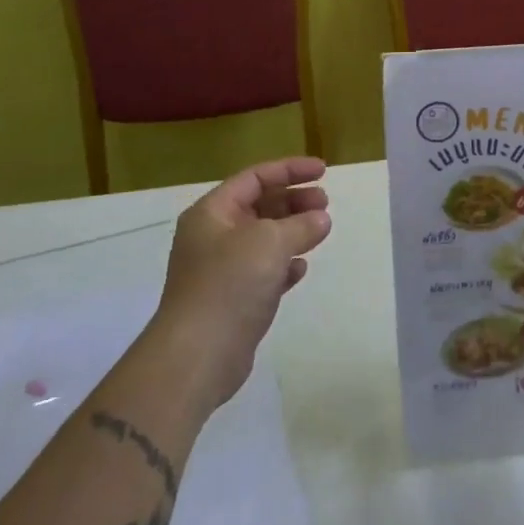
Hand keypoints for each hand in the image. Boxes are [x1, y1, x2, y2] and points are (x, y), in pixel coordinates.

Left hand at [147, 156, 331, 410]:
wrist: (198, 354)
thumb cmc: (229, 284)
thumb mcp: (269, 242)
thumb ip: (300, 224)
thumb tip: (320, 218)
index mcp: (212, 213)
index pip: (254, 178)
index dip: (290, 169)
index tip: (324, 171)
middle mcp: (213, 236)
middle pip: (259, 206)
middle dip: (293, 200)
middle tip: (325, 203)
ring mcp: (222, 269)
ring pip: (264, 239)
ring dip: (293, 231)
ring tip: (322, 230)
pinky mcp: (233, 300)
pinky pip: (264, 271)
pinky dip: (284, 264)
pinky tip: (301, 268)